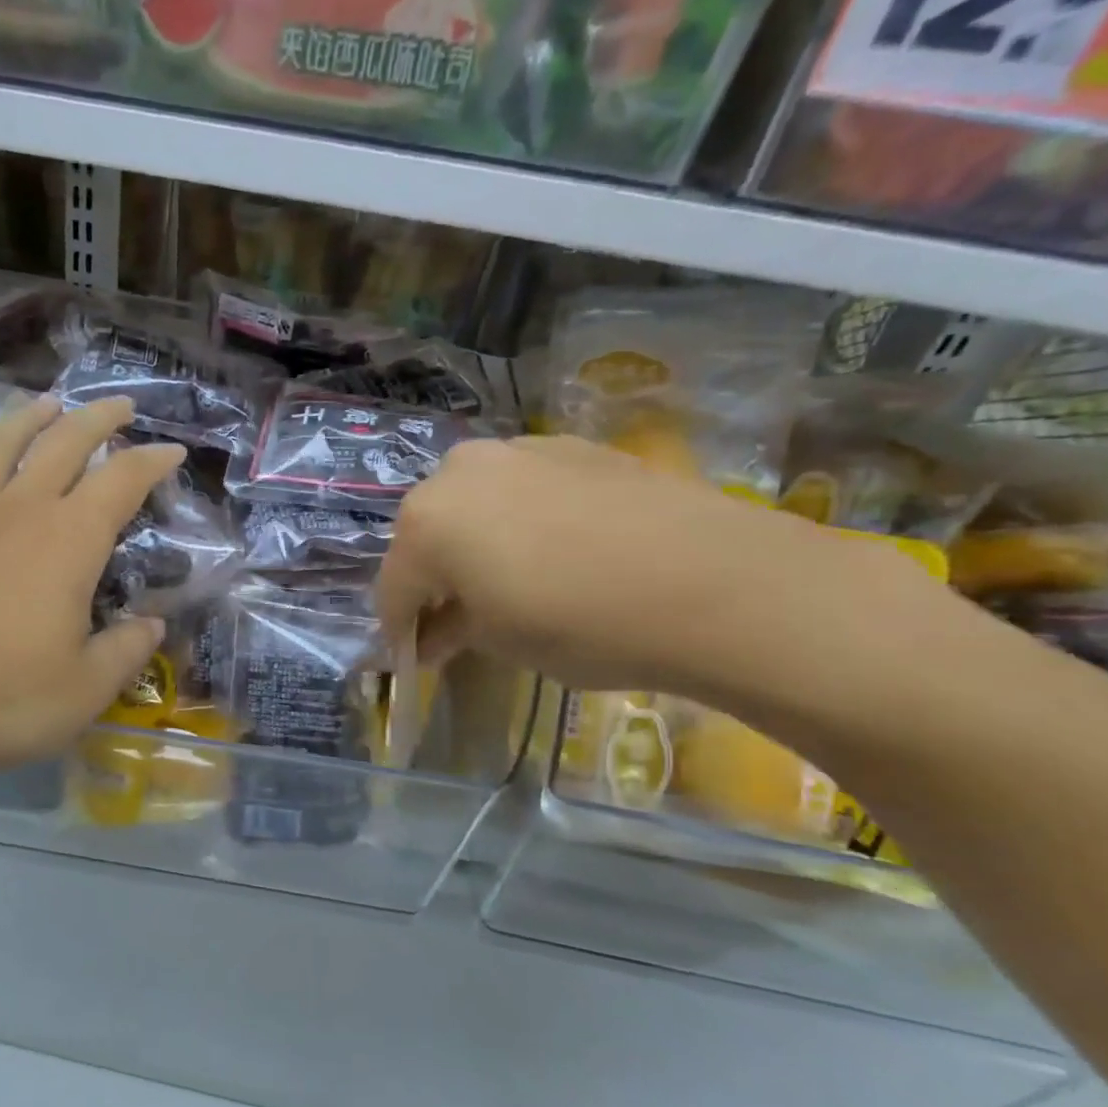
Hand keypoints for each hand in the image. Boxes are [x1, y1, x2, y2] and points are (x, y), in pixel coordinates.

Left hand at [0, 395, 184, 793]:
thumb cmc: (1, 699)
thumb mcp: (86, 688)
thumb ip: (125, 650)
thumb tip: (151, 625)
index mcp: (69, 541)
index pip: (121, 482)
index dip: (151, 462)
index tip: (173, 452)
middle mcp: (19, 512)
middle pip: (63, 444)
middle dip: (98, 420)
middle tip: (121, 406)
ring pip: (2, 445)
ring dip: (31, 418)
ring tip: (48, 403)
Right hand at [377, 435, 901, 697]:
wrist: (713, 582)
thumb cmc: (580, 624)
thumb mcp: (499, 641)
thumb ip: (452, 630)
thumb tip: (436, 635)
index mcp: (426, 522)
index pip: (394, 587)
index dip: (399, 629)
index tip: (411, 659)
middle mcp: (459, 471)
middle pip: (428, 536)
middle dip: (434, 580)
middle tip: (456, 621)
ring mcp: (519, 450)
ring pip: (474, 505)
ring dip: (474, 545)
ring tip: (506, 583)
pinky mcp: (573, 447)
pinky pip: (522, 489)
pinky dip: (519, 521)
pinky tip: (553, 552)